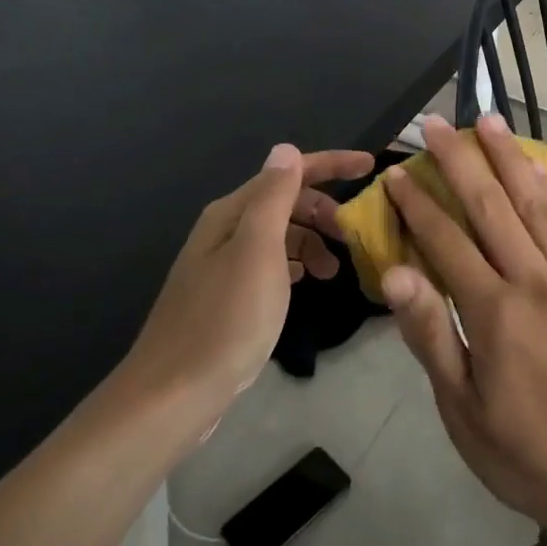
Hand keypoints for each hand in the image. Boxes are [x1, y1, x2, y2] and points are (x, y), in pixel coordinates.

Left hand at [123, 145, 372, 433]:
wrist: (174, 394)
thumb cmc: (226, 319)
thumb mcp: (258, 251)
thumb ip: (274, 197)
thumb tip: (287, 150)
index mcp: (232, 213)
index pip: (288, 173)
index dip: (331, 164)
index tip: (372, 167)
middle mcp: (225, 230)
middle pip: (285, 202)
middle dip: (324, 209)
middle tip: (355, 235)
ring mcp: (223, 265)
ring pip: (280, 235)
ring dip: (312, 241)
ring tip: (335, 270)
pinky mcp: (226, 297)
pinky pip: (271, 264)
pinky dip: (295, 264)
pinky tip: (306, 282)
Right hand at [381, 115, 546, 543]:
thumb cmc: (529, 458)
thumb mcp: (464, 413)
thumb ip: (432, 336)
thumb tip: (395, 273)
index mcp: (496, 314)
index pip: (447, 241)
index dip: (418, 203)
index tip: (398, 169)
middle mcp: (536, 282)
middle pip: (492, 206)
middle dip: (461, 159)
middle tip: (437, 121)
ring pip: (536, 204)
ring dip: (510, 158)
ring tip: (490, 121)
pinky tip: (541, 172)